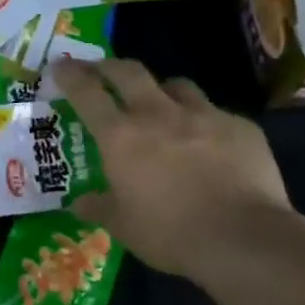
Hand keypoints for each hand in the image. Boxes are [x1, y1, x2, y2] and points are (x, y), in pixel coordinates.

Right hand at [50, 57, 289, 285]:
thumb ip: (99, 207)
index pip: (87, 92)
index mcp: (121, 136)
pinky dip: (203, 121)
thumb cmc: (169, 233)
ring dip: (161, 89)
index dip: (71, 75)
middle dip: (110, 66)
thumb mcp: (123, 226)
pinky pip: (215, 113)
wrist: (243, 238)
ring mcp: (204, 116)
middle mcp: (158, 114)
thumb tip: (78, 203)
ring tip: (159, 102)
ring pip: (176, 85)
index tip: (61, 66)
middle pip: (129, 72)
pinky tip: (208, 143)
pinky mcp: (240, 127)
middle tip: (101, 70)